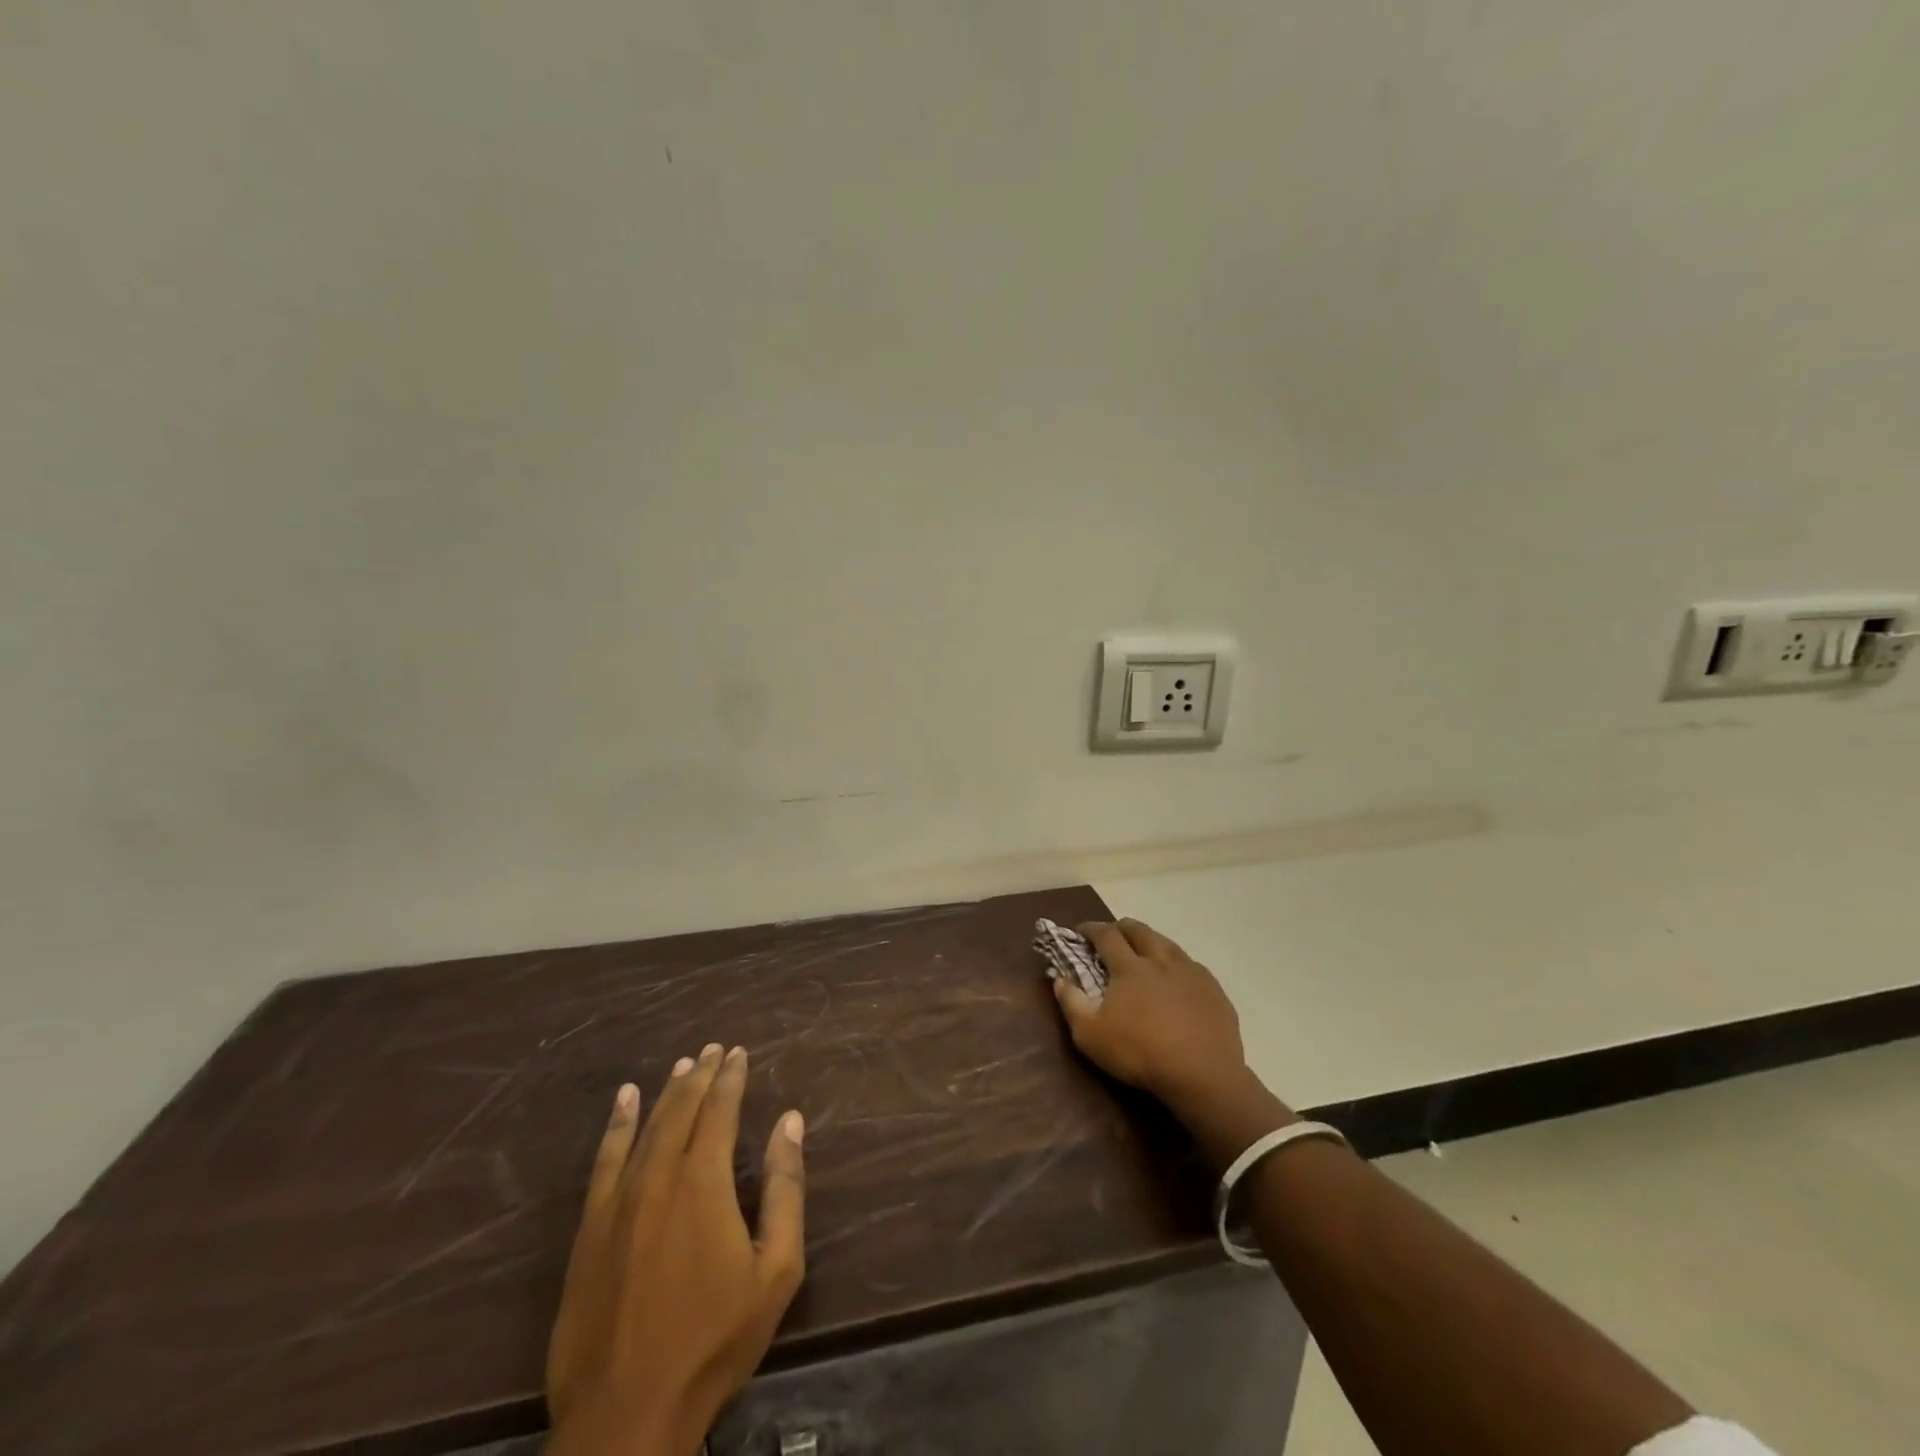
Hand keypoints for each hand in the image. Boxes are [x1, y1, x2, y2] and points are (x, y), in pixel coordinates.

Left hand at [545, 1044, 805, 1455]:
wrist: (627, 1414)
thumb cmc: (714, 1340)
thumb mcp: (776, 1270)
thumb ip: (785, 1189)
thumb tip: (789, 1122)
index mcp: (704, 1182)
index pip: (719, 1110)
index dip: (730, 1078)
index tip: (739, 1053)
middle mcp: (659, 1177)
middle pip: (681, 1110)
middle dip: (700, 1075)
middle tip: (713, 1048)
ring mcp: (618, 1202)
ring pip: (646, 1128)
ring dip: (666, 1092)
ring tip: (681, 1065)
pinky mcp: (589, 1229)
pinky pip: (604, 1161)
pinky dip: (616, 1126)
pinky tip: (623, 1102)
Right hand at [1052, 919, 1248, 1116]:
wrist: (1203, 1075)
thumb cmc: (1140, 1054)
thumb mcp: (1090, 1036)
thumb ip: (1071, 1003)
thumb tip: (1059, 979)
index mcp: (1129, 967)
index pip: (1106, 934)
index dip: (1091, 928)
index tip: (1080, 931)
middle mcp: (1160, 960)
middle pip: (1139, 930)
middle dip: (1121, 927)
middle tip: (1111, 936)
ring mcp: (1190, 972)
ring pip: (1167, 943)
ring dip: (1150, 941)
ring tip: (1143, 953)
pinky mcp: (1213, 989)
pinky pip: (1190, 964)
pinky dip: (1175, 964)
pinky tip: (1175, 979)